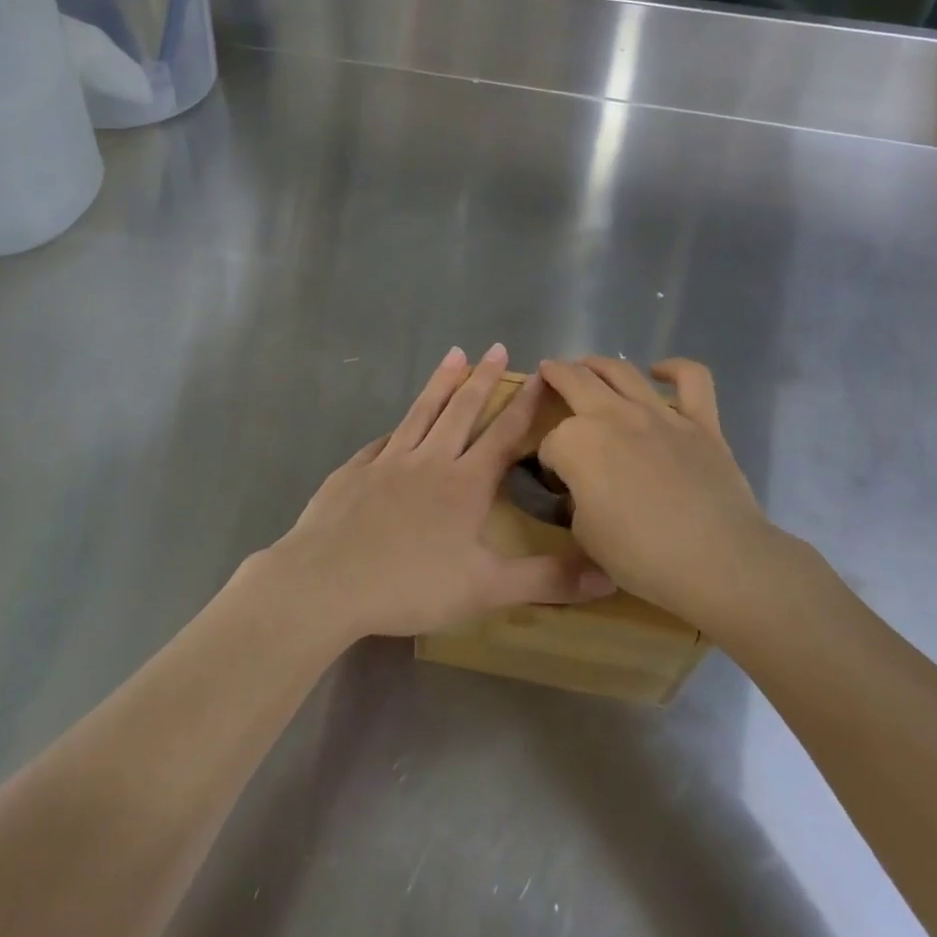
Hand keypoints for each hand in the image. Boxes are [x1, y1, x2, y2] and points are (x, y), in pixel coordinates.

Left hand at [265, 345, 615, 642]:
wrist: (327, 581)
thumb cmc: (411, 586)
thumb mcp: (485, 589)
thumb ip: (546, 580)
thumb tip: (609, 575)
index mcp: (464, 484)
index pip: (504, 435)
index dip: (525, 405)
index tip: (540, 375)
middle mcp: (429, 461)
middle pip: (461, 411)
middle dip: (483, 379)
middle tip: (496, 347)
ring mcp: (388, 462)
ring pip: (421, 412)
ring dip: (440, 383)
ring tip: (453, 354)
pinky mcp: (354, 471)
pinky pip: (382, 442)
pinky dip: (396, 428)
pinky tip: (395, 426)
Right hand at [538, 357, 793, 633]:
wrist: (717, 561)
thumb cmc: (641, 555)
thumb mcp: (585, 536)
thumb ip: (576, 501)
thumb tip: (583, 490)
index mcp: (576, 443)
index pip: (551, 444)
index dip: (549, 463)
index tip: (558, 483)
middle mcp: (612, 415)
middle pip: (574, 381)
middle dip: (555, 376)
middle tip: (547, 372)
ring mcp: (659, 414)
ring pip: (622, 371)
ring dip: (598, 363)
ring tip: (587, 364)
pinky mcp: (700, 422)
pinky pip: (692, 379)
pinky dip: (675, 368)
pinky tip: (660, 371)